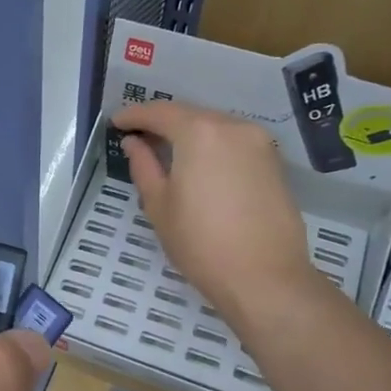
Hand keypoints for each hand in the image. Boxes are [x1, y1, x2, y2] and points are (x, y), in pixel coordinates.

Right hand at [113, 99, 321, 326]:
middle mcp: (233, 127)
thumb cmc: (201, 242)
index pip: (160, 113)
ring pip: (215, 127)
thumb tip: (134, 143)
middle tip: (138, 136)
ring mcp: (259, 143)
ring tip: (166, 152)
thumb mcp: (159, 205)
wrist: (265, 277)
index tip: (116, 123)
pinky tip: (199, 166)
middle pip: (190, 115)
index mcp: (200, 132)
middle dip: (162, 122)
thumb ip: (144, 166)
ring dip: (189, 134)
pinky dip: (212, 147)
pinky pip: (234, 143)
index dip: (134, 115)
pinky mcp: (274, 163)